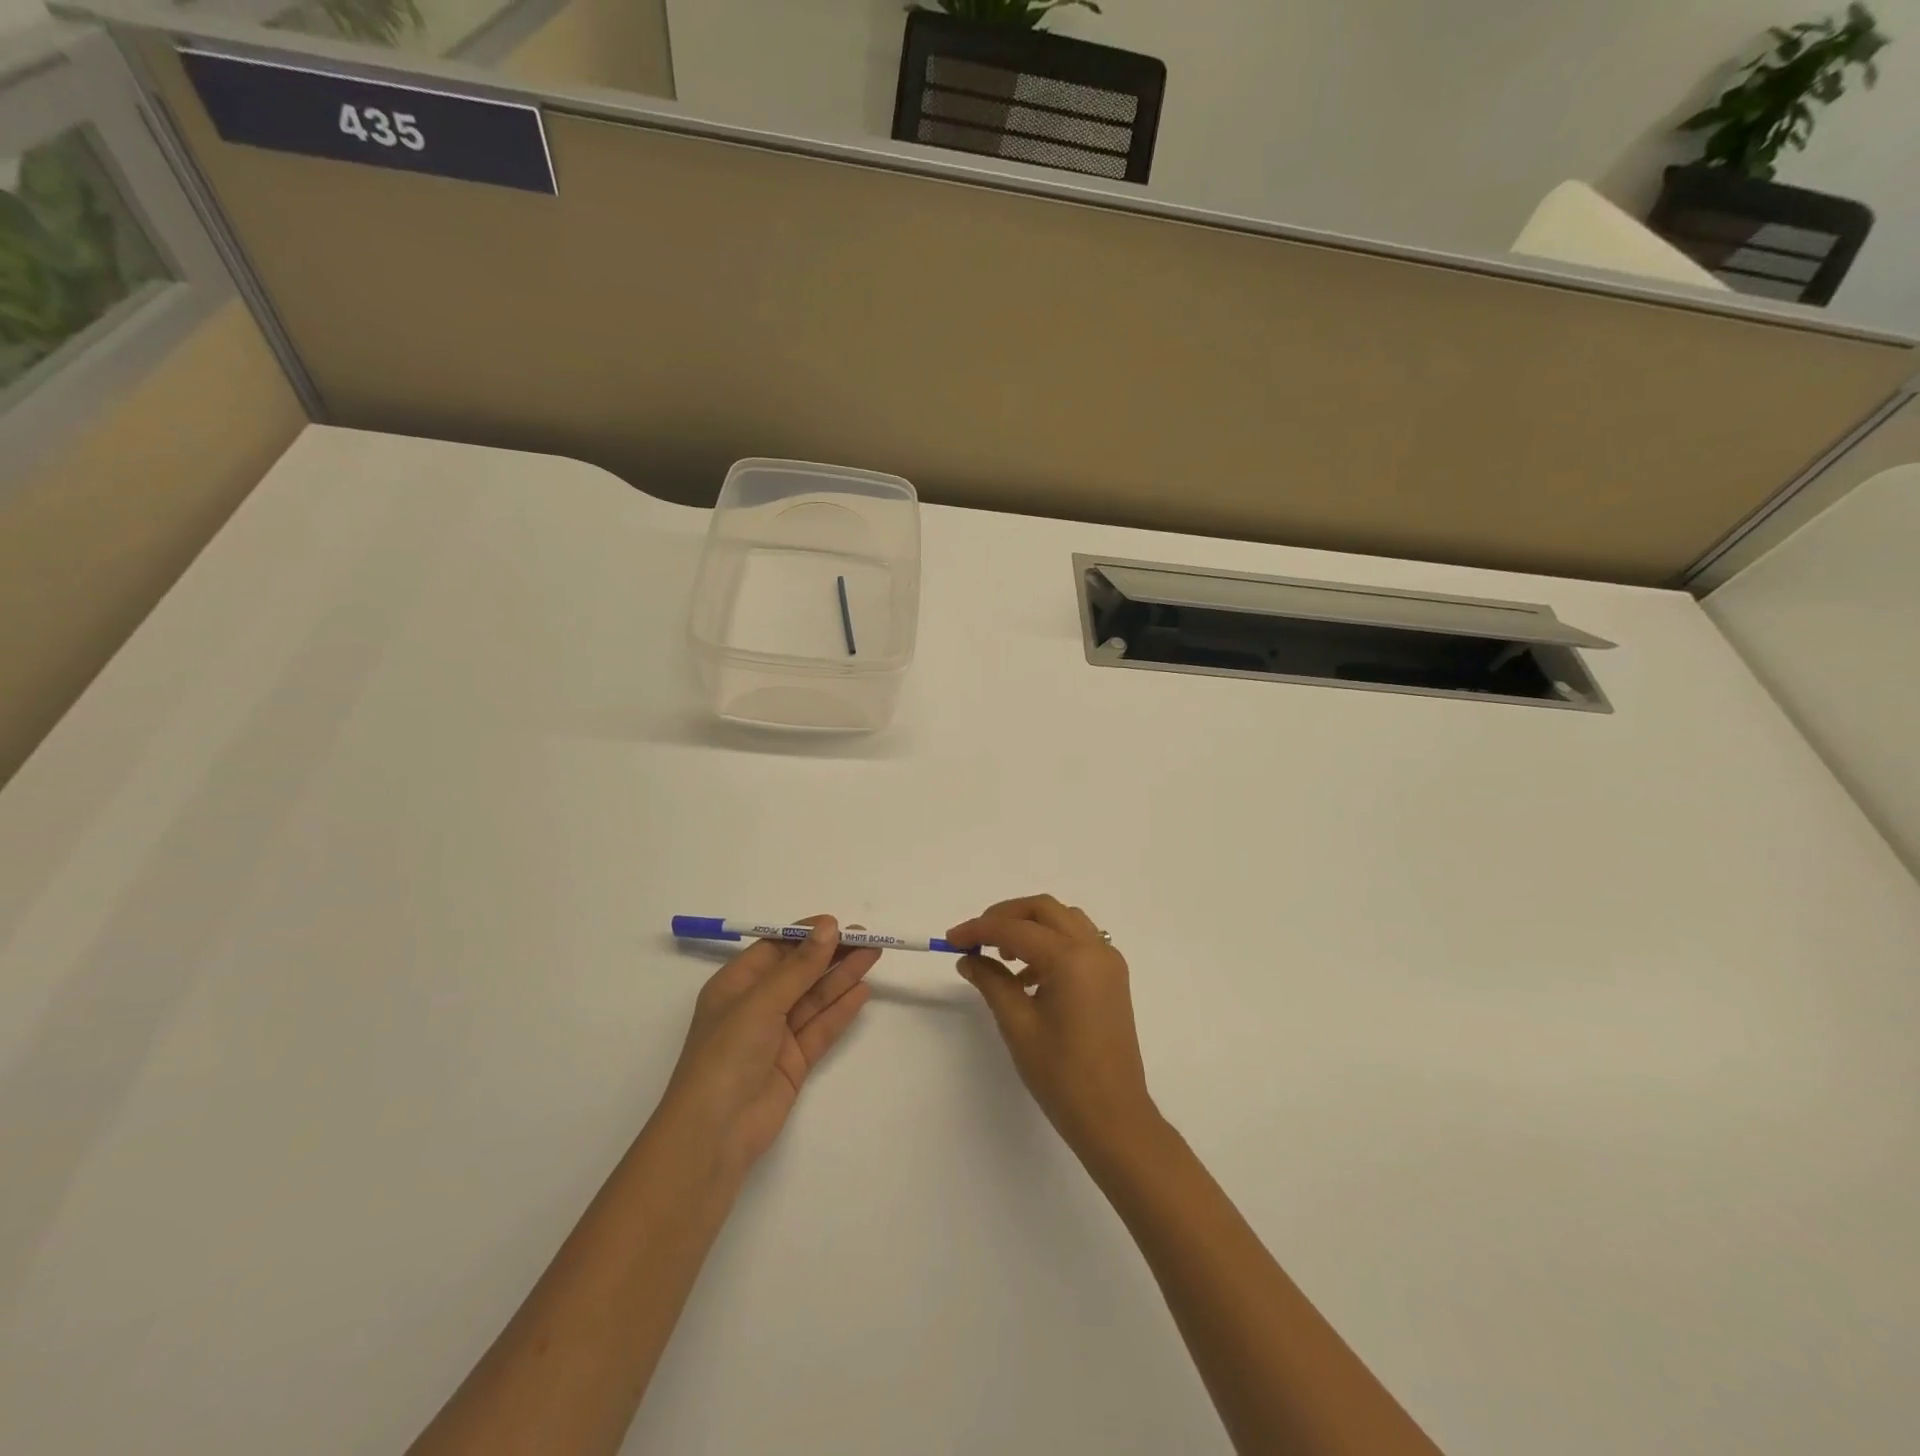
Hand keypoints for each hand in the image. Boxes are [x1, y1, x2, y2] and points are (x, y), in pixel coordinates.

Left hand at [658, 916, 877, 1172]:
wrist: (714, 1134)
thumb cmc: (726, 1055)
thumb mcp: (761, 1002)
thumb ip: (799, 966)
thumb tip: (829, 927)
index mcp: (735, 984)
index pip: (775, 948)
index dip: (806, 935)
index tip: (838, 924)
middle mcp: (756, 1006)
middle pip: (799, 971)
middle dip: (830, 954)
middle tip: (867, 937)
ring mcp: (775, 1035)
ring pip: (814, 998)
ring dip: (841, 976)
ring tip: (873, 955)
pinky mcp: (794, 1061)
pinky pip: (820, 1028)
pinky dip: (841, 1010)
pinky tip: (862, 991)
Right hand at [947, 895, 1160, 1158]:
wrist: (1114, 1117)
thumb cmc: (1062, 1075)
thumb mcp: (1018, 1025)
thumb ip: (992, 982)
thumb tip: (968, 958)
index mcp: (1072, 958)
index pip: (1016, 928)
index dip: (979, 929)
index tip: (950, 939)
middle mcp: (1095, 949)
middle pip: (1044, 909)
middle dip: (1006, 916)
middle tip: (976, 938)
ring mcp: (1108, 962)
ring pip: (1064, 920)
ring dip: (1030, 926)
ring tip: (1002, 957)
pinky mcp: (1113, 977)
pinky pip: (1079, 941)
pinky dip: (1051, 943)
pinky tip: (1028, 976)